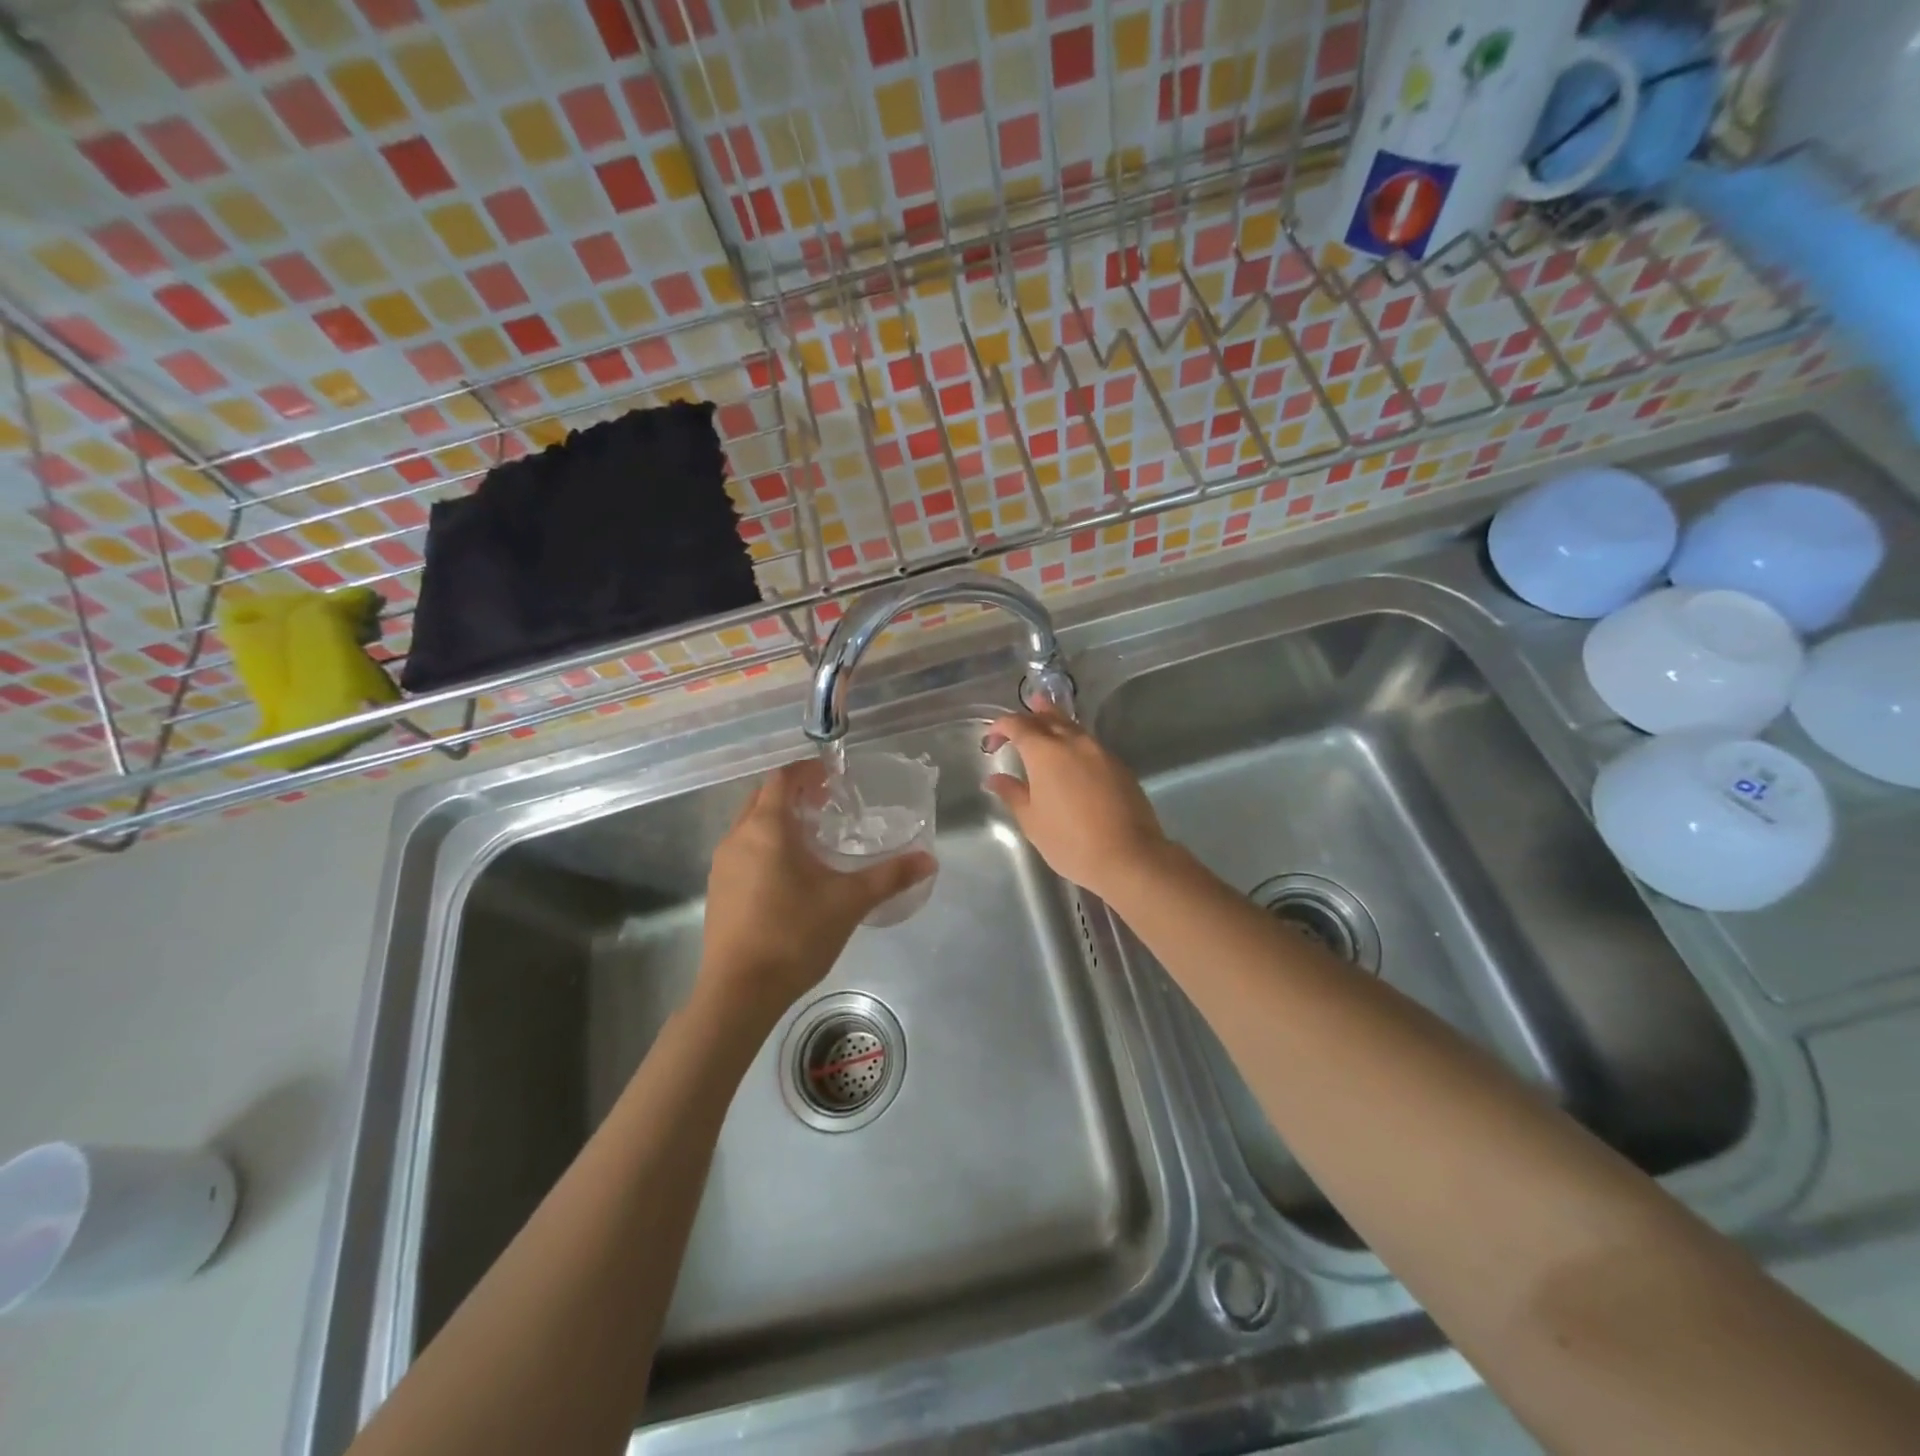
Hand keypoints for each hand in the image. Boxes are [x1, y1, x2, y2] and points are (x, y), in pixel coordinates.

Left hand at [699, 761, 934, 1022]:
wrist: (740, 991)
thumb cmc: (794, 935)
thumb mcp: (849, 902)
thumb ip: (890, 876)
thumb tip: (929, 860)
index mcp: (767, 828)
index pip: (783, 778)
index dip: (808, 771)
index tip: (833, 776)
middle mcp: (738, 837)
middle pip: (763, 797)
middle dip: (794, 793)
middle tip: (827, 803)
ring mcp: (722, 864)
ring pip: (750, 824)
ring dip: (778, 819)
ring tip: (813, 836)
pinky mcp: (718, 889)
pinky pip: (743, 849)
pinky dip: (765, 844)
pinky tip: (789, 873)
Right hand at [984, 711, 1171, 901]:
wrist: (1128, 855)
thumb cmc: (1070, 841)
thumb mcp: (1032, 820)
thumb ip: (1012, 793)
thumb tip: (994, 778)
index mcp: (1045, 752)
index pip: (1017, 725)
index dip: (1000, 727)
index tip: (991, 740)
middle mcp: (1073, 742)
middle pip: (1048, 717)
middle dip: (1029, 716)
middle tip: (1017, 724)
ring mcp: (1100, 751)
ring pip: (1072, 726)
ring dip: (1055, 722)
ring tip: (1043, 722)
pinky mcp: (1118, 765)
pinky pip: (1090, 743)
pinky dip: (1074, 740)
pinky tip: (1072, 754)